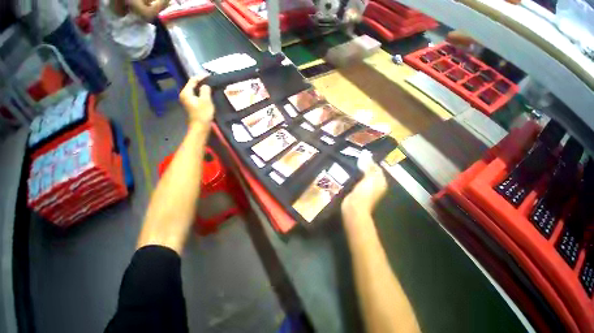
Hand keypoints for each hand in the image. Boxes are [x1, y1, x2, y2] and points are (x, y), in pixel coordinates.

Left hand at [179, 74, 214, 127]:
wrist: (200, 126)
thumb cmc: (203, 114)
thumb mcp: (206, 100)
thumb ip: (205, 90)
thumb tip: (205, 85)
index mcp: (186, 92)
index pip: (192, 80)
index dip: (201, 77)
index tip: (209, 75)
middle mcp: (184, 95)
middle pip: (192, 85)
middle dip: (201, 82)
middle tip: (211, 80)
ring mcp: (187, 100)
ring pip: (195, 90)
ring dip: (202, 88)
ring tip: (210, 86)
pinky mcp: (192, 105)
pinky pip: (196, 95)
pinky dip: (202, 93)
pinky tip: (208, 94)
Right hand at [342, 157, 386, 216]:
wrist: (354, 207)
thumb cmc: (365, 193)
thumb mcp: (370, 178)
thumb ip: (369, 167)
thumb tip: (367, 156)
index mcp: (381, 182)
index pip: (377, 168)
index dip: (371, 161)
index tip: (363, 153)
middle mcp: (374, 185)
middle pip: (370, 171)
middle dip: (364, 164)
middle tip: (356, 156)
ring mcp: (365, 188)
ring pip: (362, 175)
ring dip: (358, 169)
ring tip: (352, 161)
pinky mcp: (356, 190)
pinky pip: (356, 179)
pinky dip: (354, 174)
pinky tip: (348, 170)